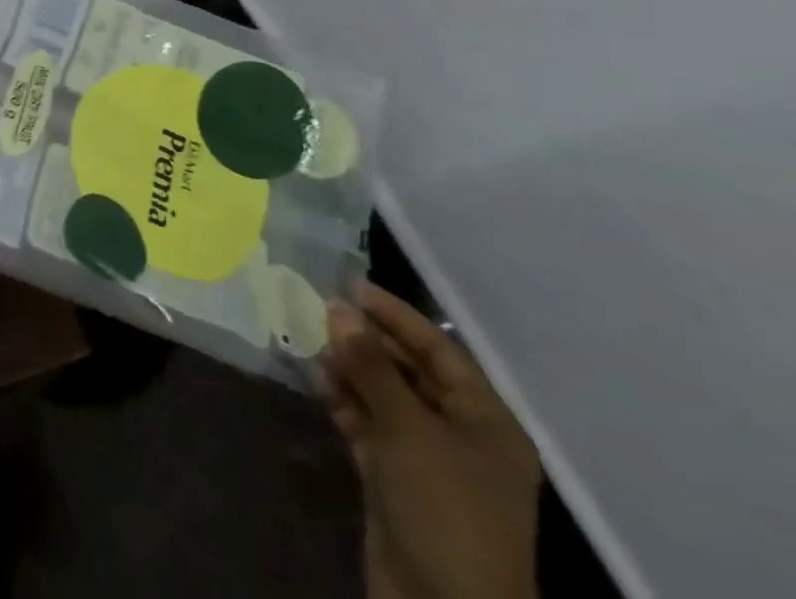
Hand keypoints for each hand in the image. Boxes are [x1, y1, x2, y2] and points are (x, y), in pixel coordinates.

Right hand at [324, 286, 542, 598]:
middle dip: (366, 340)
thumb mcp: (409, 429)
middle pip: (410, 371)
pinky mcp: (396, 481)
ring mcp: (427, 461)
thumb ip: (371, 365)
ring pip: (384, 397)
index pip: (439, 350)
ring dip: (349, 368)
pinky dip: (344, 401)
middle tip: (318, 308)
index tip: (349, 285)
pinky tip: (316, 378)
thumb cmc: (445, 510)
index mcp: (486, 422)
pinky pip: (369, 426)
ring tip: (309, 338)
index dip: (396, 316)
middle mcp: (460, 435)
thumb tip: (337, 307)